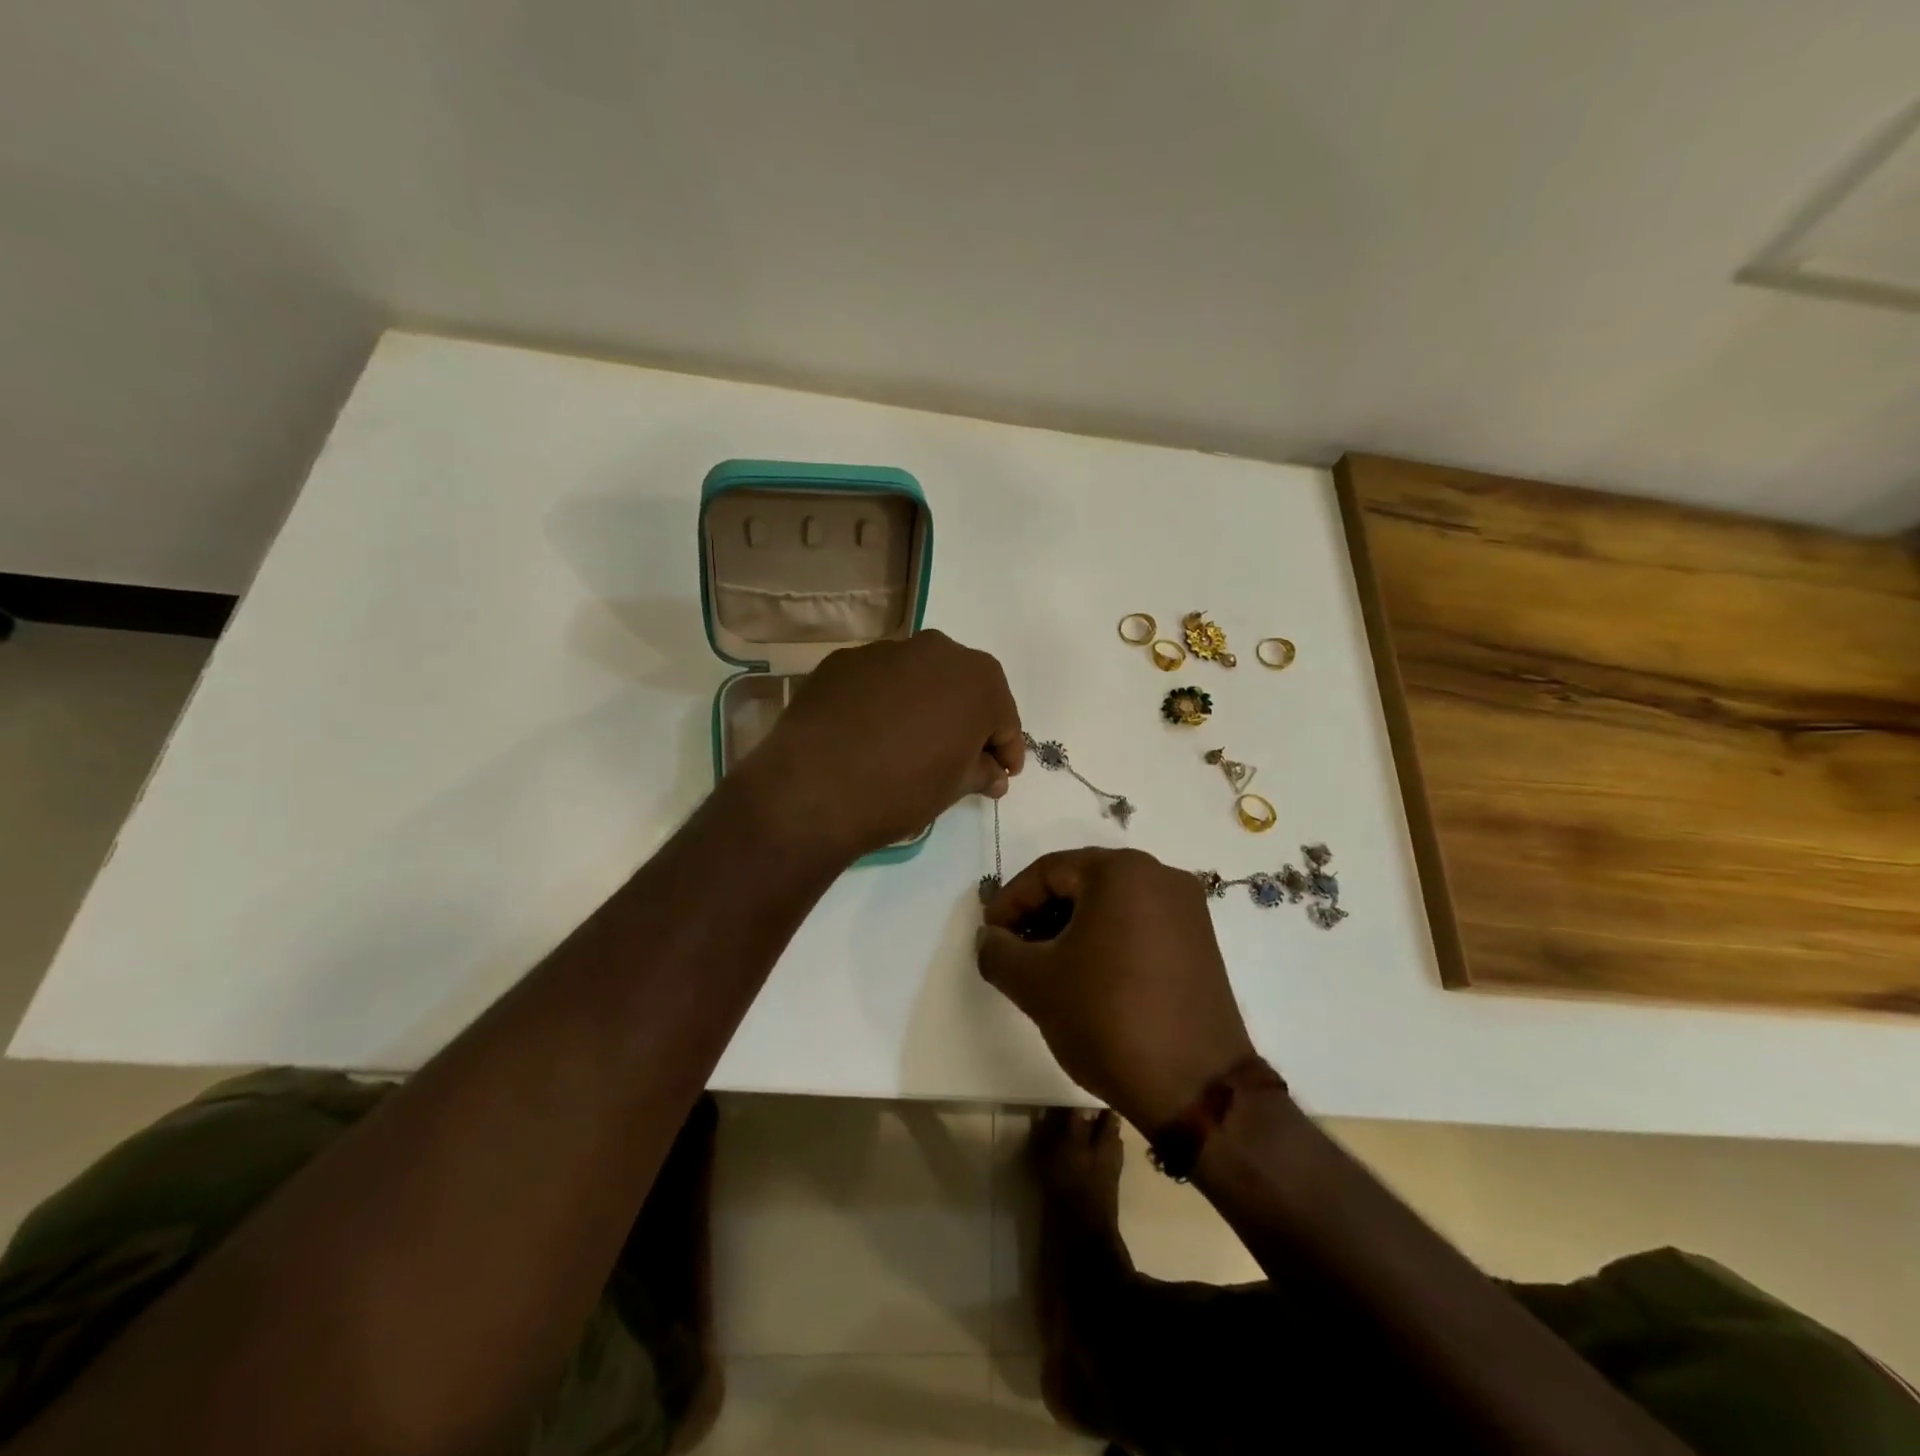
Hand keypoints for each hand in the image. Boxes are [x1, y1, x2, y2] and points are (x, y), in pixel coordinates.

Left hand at [744, 631, 1023, 858]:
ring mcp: (886, 649)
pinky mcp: (843, 660)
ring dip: (923, 705)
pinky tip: (870, 733)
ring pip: (919, 678)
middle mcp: (937, 650)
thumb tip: (994, 774)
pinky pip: (878, 681)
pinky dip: (883, 701)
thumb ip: (982, 772)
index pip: (1004, 718)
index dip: (1006, 749)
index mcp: (978, 679)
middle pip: (963, 687)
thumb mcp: (955, 788)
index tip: (1002, 774)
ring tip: (910, 743)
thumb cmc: (903, 789)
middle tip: (960, 756)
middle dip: (967, 720)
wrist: (814, 788)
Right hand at [977, 848, 1255, 1131]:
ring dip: (1071, 929)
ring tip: (1045, 968)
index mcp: (1121, 871)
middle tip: (1013, 951)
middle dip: (1040, 915)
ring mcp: (1186, 909)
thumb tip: (990, 938)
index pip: (1048, 871)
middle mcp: (1159, 876)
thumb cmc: (1108, 1018)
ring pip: (1110, 905)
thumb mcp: (1035, 984)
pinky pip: (1138, 925)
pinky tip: (1086, 977)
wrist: (1196, 1088)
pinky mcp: (1200, 942)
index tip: (990, 937)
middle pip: (1081, 883)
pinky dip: (1105, 941)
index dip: (1010, 902)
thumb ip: (997, 951)